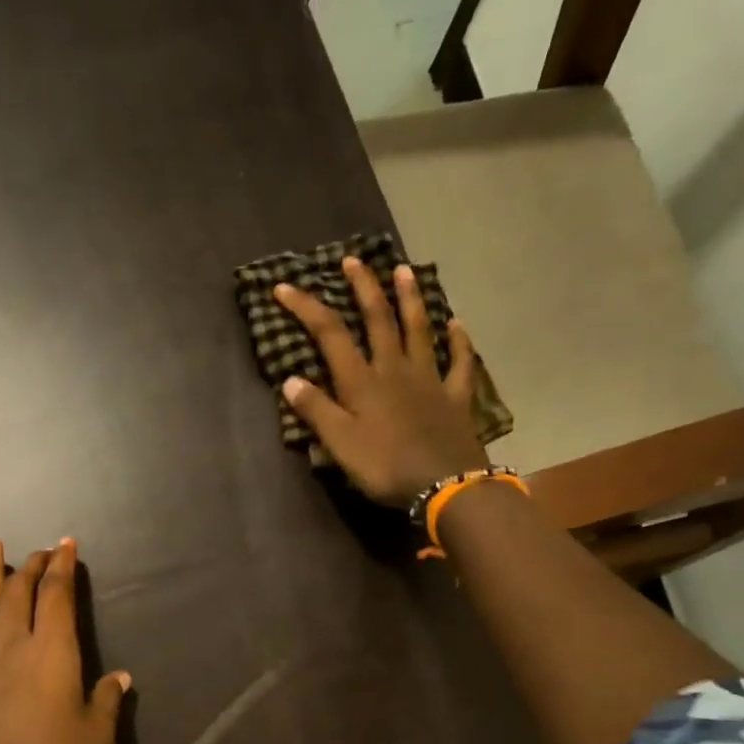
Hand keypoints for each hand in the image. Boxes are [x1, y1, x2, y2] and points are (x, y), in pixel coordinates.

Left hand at [0, 538, 130, 743]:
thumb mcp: (97, 736)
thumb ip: (107, 700)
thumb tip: (120, 677)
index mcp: (54, 651)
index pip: (57, 595)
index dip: (63, 567)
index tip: (67, 545)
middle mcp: (15, 646)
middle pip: (21, 593)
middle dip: (32, 566)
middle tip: (40, 550)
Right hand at [275, 257, 492, 506]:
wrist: (444, 484)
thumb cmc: (385, 467)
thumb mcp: (340, 444)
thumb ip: (316, 411)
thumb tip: (291, 380)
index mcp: (362, 382)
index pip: (330, 335)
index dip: (306, 308)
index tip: (284, 287)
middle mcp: (395, 370)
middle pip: (378, 320)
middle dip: (363, 288)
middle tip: (354, 260)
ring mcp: (429, 380)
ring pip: (419, 330)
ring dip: (410, 299)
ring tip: (404, 271)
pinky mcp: (455, 397)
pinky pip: (459, 362)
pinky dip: (458, 341)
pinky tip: (457, 324)